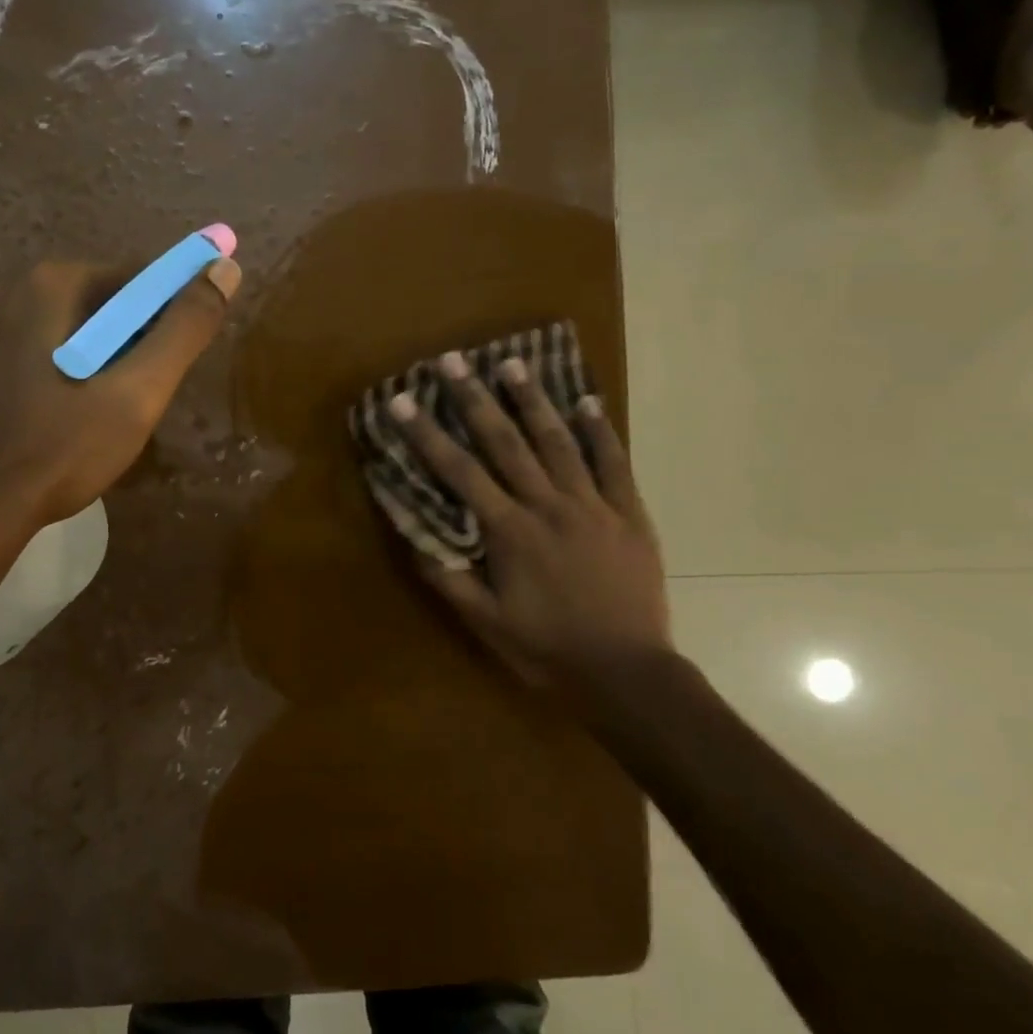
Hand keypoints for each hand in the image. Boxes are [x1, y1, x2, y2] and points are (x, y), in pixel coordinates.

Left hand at [0, 256, 241, 525]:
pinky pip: (48, 355)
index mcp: (54, 283)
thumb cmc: (60, 447)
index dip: (173, 317)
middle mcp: (15, 290)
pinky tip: (71, 422)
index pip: (141, 278)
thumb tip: (226, 268)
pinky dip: (74, 376)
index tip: (176, 367)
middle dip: (137, 346)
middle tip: (143, 400)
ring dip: (108, 364)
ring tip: (110, 418)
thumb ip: (185, 329)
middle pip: (108, 305)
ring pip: (79, 334)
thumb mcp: (138, 391)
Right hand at [387, 352, 670, 693]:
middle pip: (505, 442)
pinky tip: (588, 400)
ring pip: (558, 442)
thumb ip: (449, 579)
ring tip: (512, 362)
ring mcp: (592, 505)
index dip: (428, 434)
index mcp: (509, 531)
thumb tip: (413, 536)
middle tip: (452, 360)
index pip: (459, 472)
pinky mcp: (628, 514)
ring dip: (532, 400)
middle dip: (474, 399)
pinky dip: (601, 431)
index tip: (404, 400)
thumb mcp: (487, 623)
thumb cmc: (549, 649)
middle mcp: (547, 506)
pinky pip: (615, 464)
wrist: (627, 673)